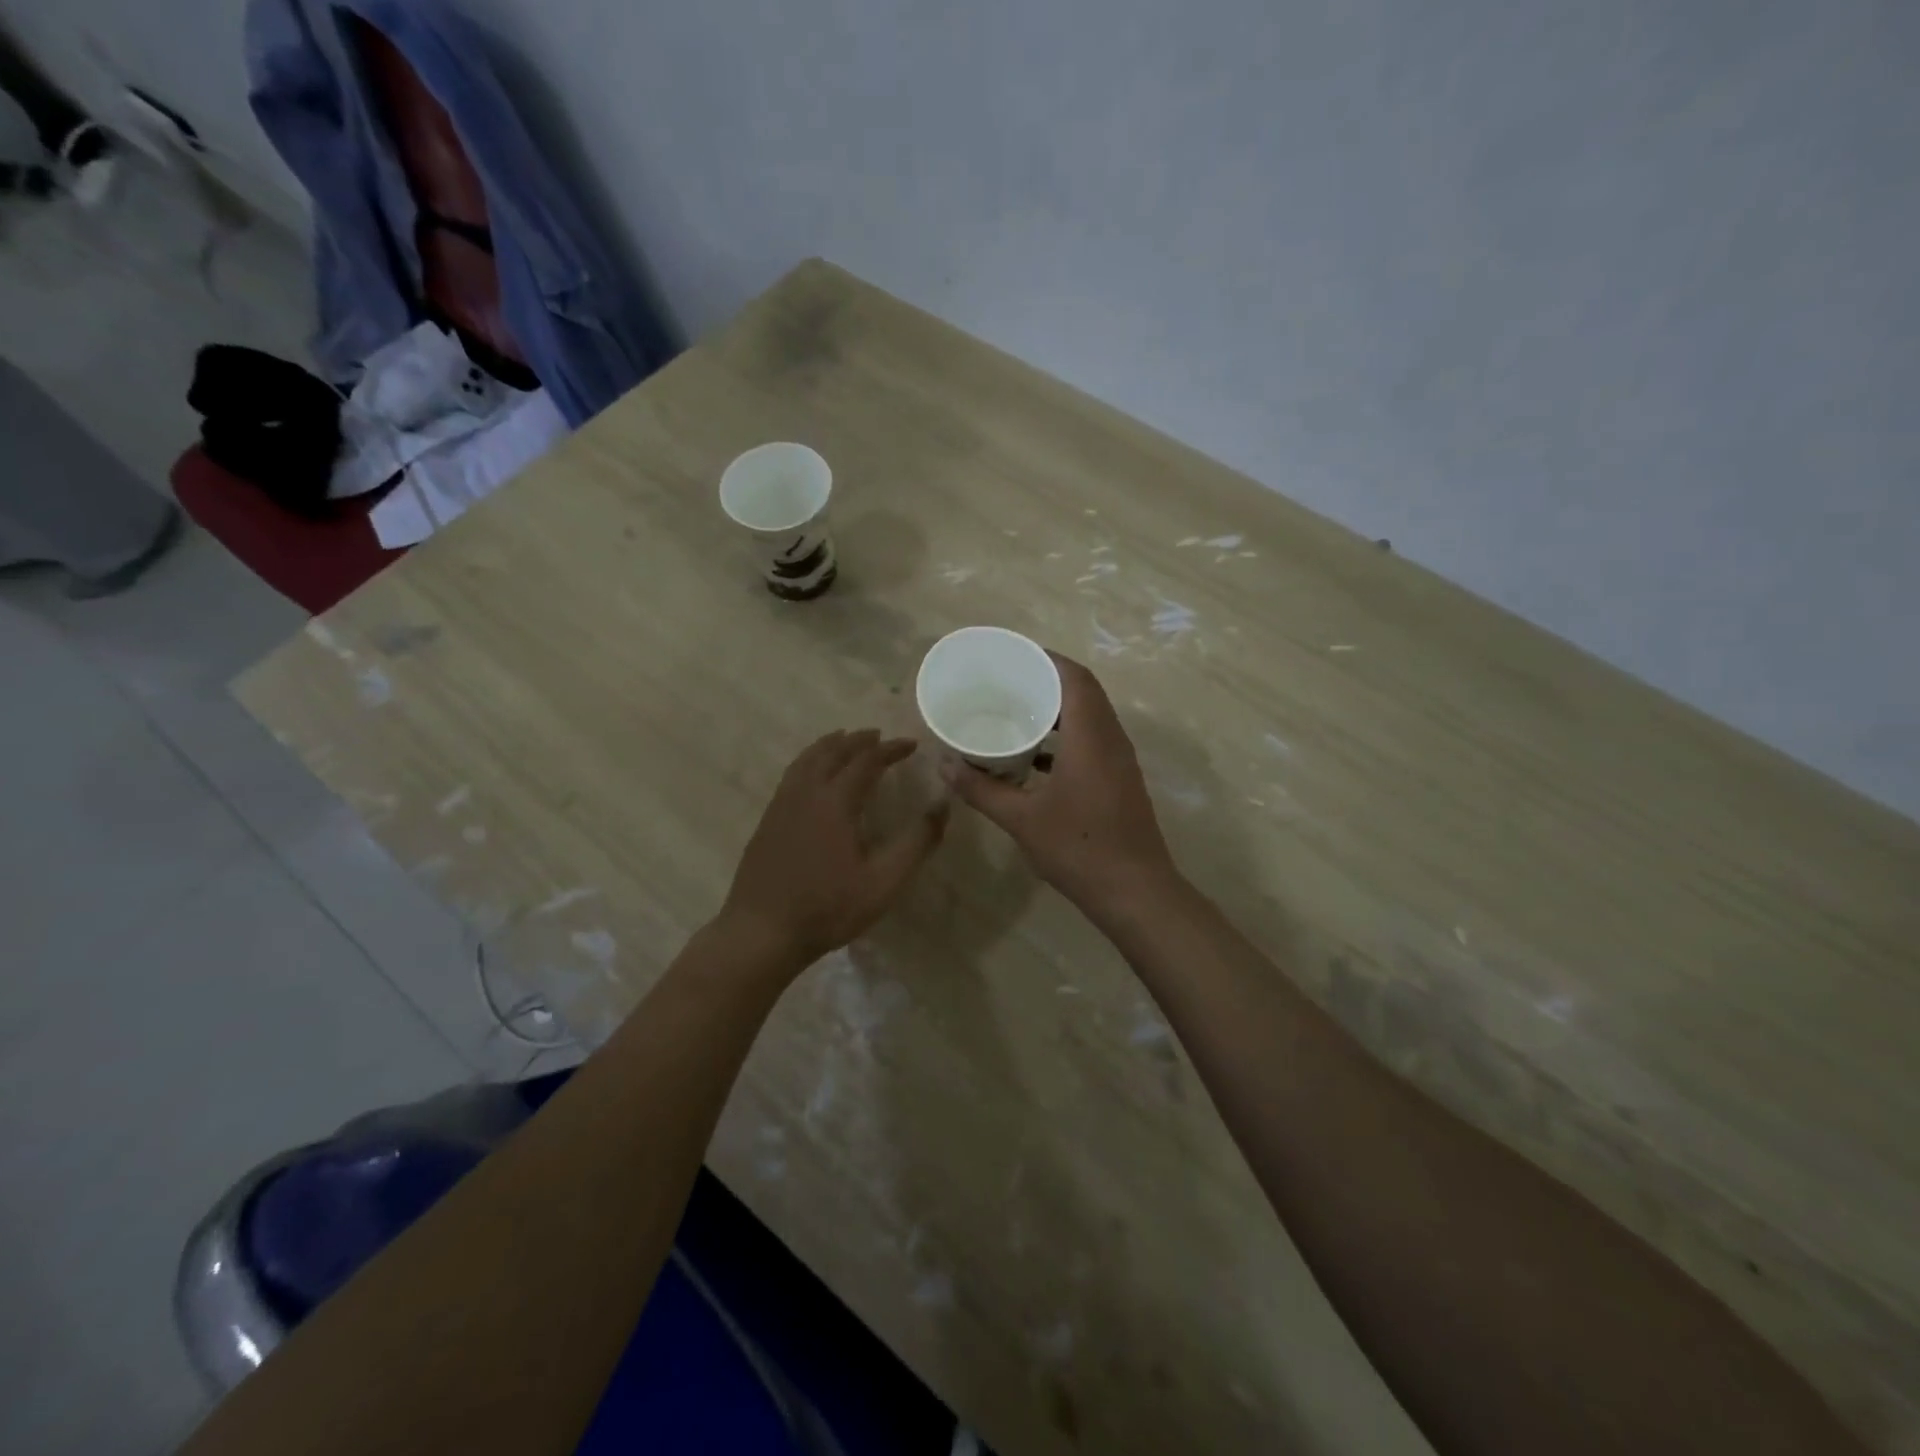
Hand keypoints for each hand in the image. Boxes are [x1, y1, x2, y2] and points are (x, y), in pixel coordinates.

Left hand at [719, 729, 948, 973]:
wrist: (762, 932)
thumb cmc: (828, 908)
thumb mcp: (884, 882)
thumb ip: (917, 842)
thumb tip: (942, 806)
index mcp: (835, 801)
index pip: (867, 760)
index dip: (891, 749)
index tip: (911, 745)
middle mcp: (806, 793)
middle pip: (832, 752)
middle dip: (858, 740)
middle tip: (878, 736)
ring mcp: (781, 806)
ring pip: (806, 760)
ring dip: (829, 745)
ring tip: (843, 740)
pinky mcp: (767, 821)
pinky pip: (792, 775)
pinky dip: (809, 762)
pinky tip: (812, 776)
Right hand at [947, 653, 1177, 911]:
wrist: (1135, 892)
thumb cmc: (1078, 848)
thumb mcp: (1021, 819)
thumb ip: (981, 789)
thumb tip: (944, 765)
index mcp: (1090, 737)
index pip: (1074, 678)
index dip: (1046, 659)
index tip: (1013, 656)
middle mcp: (1111, 739)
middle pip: (1084, 692)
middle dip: (1048, 681)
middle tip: (1009, 682)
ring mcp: (1120, 761)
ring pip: (1091, 717)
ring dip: (1059, 710)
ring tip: (1019, 712)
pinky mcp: (1121, 780)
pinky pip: (1094, 741)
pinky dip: (1067, 737)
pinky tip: (1037, 759)